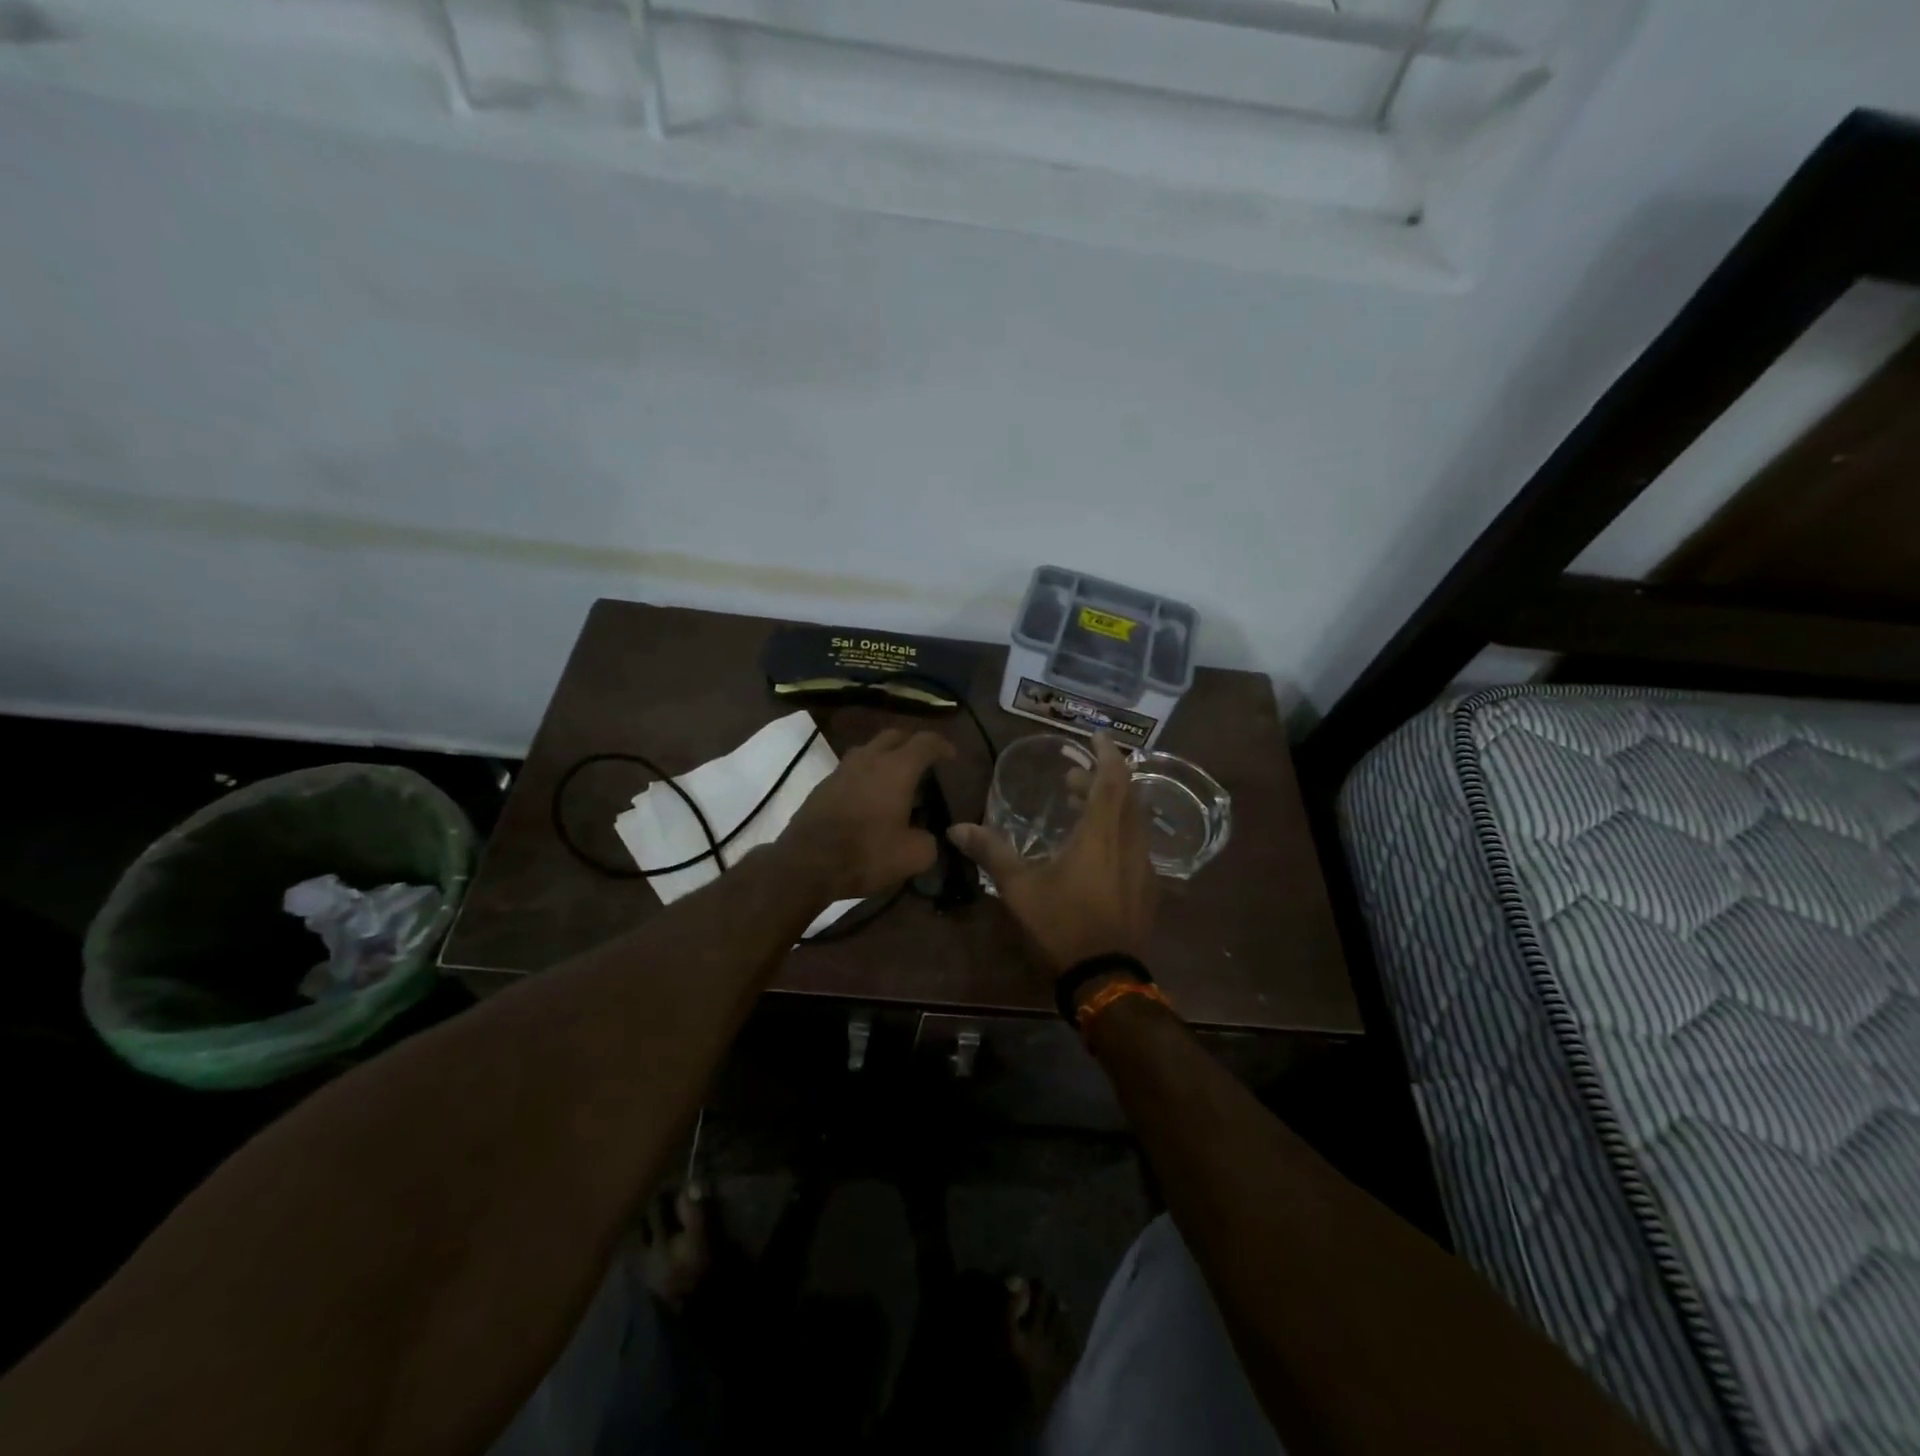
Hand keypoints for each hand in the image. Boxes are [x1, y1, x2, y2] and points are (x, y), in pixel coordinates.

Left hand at [779, 728, 956, 901]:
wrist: (806, 863)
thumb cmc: (866, 853)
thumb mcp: (913, 856)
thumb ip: (928, 841)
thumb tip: (927, 836)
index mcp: (897, 769)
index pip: (925, 742)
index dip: (942, 746)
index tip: (951, 756)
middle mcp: (869, 759)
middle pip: (894, 736)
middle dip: (912, 743)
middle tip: (924, 761)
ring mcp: (842, 769)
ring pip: (869, 749)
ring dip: (886, 757)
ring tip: (896, 778)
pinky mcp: (823, 785)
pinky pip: (852, 769)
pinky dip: (866, 774)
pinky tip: (869, 797)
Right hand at [948, 733, 1157, 974]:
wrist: (1105, 979)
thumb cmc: (1061, 925)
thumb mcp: (1019, 888)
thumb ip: (991, 852)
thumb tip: (956, 828)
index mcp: (1101, 835)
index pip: (1112, 780)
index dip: (1107, 754)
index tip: (1097, 736)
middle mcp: (1129, 843)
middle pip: (1126, 796)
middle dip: (1102, 779)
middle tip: (1072, 779)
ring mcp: (1144, 867)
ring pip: (1134, 820)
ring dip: (1111, 805)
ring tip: (1079, 809)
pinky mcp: (1148, 888)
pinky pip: (1137, 844)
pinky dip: (1119, 830)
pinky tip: (1097, 850)